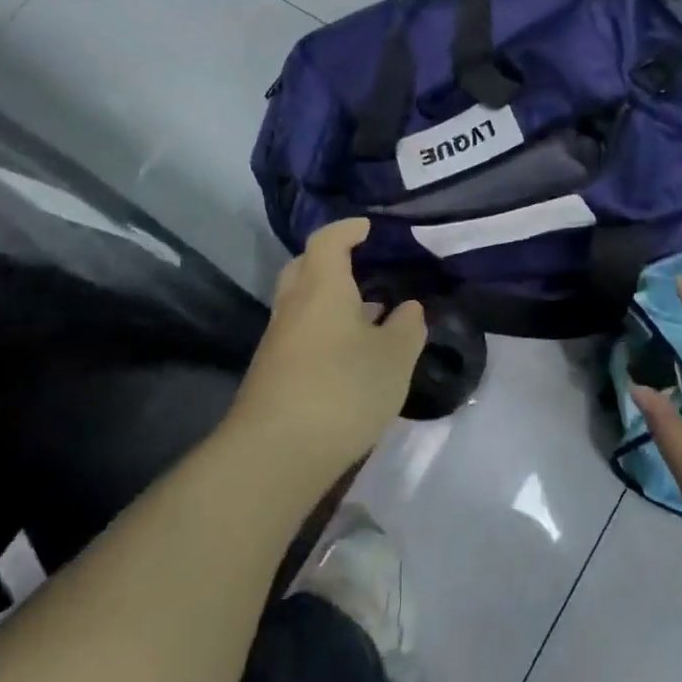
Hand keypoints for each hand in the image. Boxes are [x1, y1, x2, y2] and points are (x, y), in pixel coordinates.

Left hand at [228, 219, 426, 487]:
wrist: (274, 454)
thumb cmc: (342, 390)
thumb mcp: (394, 358)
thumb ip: (407, 328)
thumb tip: (409, 308)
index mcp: (322, 287)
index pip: (328, 240)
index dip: (348, 228)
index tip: (368, 227)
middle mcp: (294, 305)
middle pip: (305, 267)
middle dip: (331, 260)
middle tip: (363, 265)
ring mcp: (278, 340)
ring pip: (302, 303)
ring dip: (330, 299)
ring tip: (368, 312)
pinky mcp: (273, 372)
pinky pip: (300, 333)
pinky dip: (324, 329)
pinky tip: (349, 353)